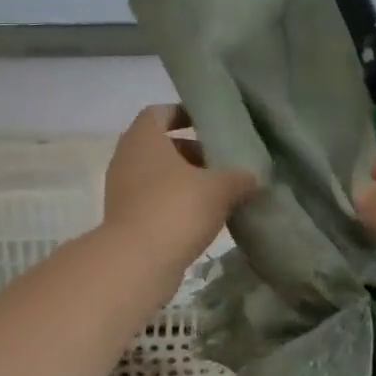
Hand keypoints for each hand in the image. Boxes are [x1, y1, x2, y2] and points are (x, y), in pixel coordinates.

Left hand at [103, 105, 257, 272]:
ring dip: (184, 180)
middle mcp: (126, 158)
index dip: (183, 114)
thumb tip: (253, 178)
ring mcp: (121, 190)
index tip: (208, 124)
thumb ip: (238, 178)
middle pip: (160, 146)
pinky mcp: (125, 219)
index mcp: (143, 138)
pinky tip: (202, 218)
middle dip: (191, 151)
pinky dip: (174, 203)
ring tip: (217, 192)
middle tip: (221, 162)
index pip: (159, 113)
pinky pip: (153, 201)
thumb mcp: (219, 188)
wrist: (137, 262)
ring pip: (157, 175)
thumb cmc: (176, 208)